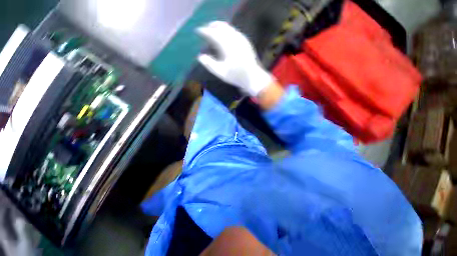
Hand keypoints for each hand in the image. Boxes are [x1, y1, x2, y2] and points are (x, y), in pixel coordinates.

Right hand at [197, 21, 272, 96]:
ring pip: (229, 28)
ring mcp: (242, 39)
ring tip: (214, 30)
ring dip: (220, 27)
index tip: (198, 31)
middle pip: (222, 27)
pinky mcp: (246, 42)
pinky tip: (225, 35)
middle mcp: (235, 39)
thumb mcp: (222, 73)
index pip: (214, 34)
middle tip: (206, 28)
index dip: (205, 31)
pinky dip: (228, 31)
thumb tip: (200, 57)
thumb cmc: (236, 77)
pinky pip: (235, 31)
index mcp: (228, 46)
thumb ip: (210, 65)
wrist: (253, 78)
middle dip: (212, 26)